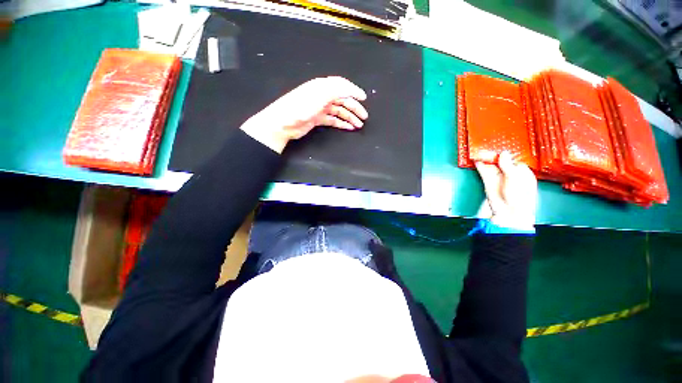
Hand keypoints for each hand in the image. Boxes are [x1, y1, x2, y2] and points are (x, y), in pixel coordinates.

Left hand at [240, 76, 367, 152]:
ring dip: (349, 117)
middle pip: (342, 100)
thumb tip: (350, 90)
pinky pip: (333, 120)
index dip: (354, 91)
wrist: (283, 123)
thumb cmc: (299, 108)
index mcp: (322, 87)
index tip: (364, 98)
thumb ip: (336, 90)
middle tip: (364, 117)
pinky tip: (348, 127)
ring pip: (339, 111)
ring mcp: (320, 108)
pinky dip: (341, 123)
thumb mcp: (319, 96)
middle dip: (354, 108)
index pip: (342, 85)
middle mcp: (322, 95)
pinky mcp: (317, 118)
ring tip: (358, 125)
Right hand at [475, 151, 537, 230]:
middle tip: (487, 147)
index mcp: (522, 172)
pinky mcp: (488, 181)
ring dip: (485, 159)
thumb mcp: (515, 179)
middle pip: (501, 161)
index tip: (500, 146)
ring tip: (480, 151)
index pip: (513, 159)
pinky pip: (483, 171)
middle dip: (494, 155)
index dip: (506, 153)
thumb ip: (508, 166)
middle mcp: (510, 173)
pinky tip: (477, 160)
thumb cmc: (519, 197)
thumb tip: (503, 153)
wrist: (508, 213)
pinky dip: (480, 165)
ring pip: (491, 165)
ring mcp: (498, 177)